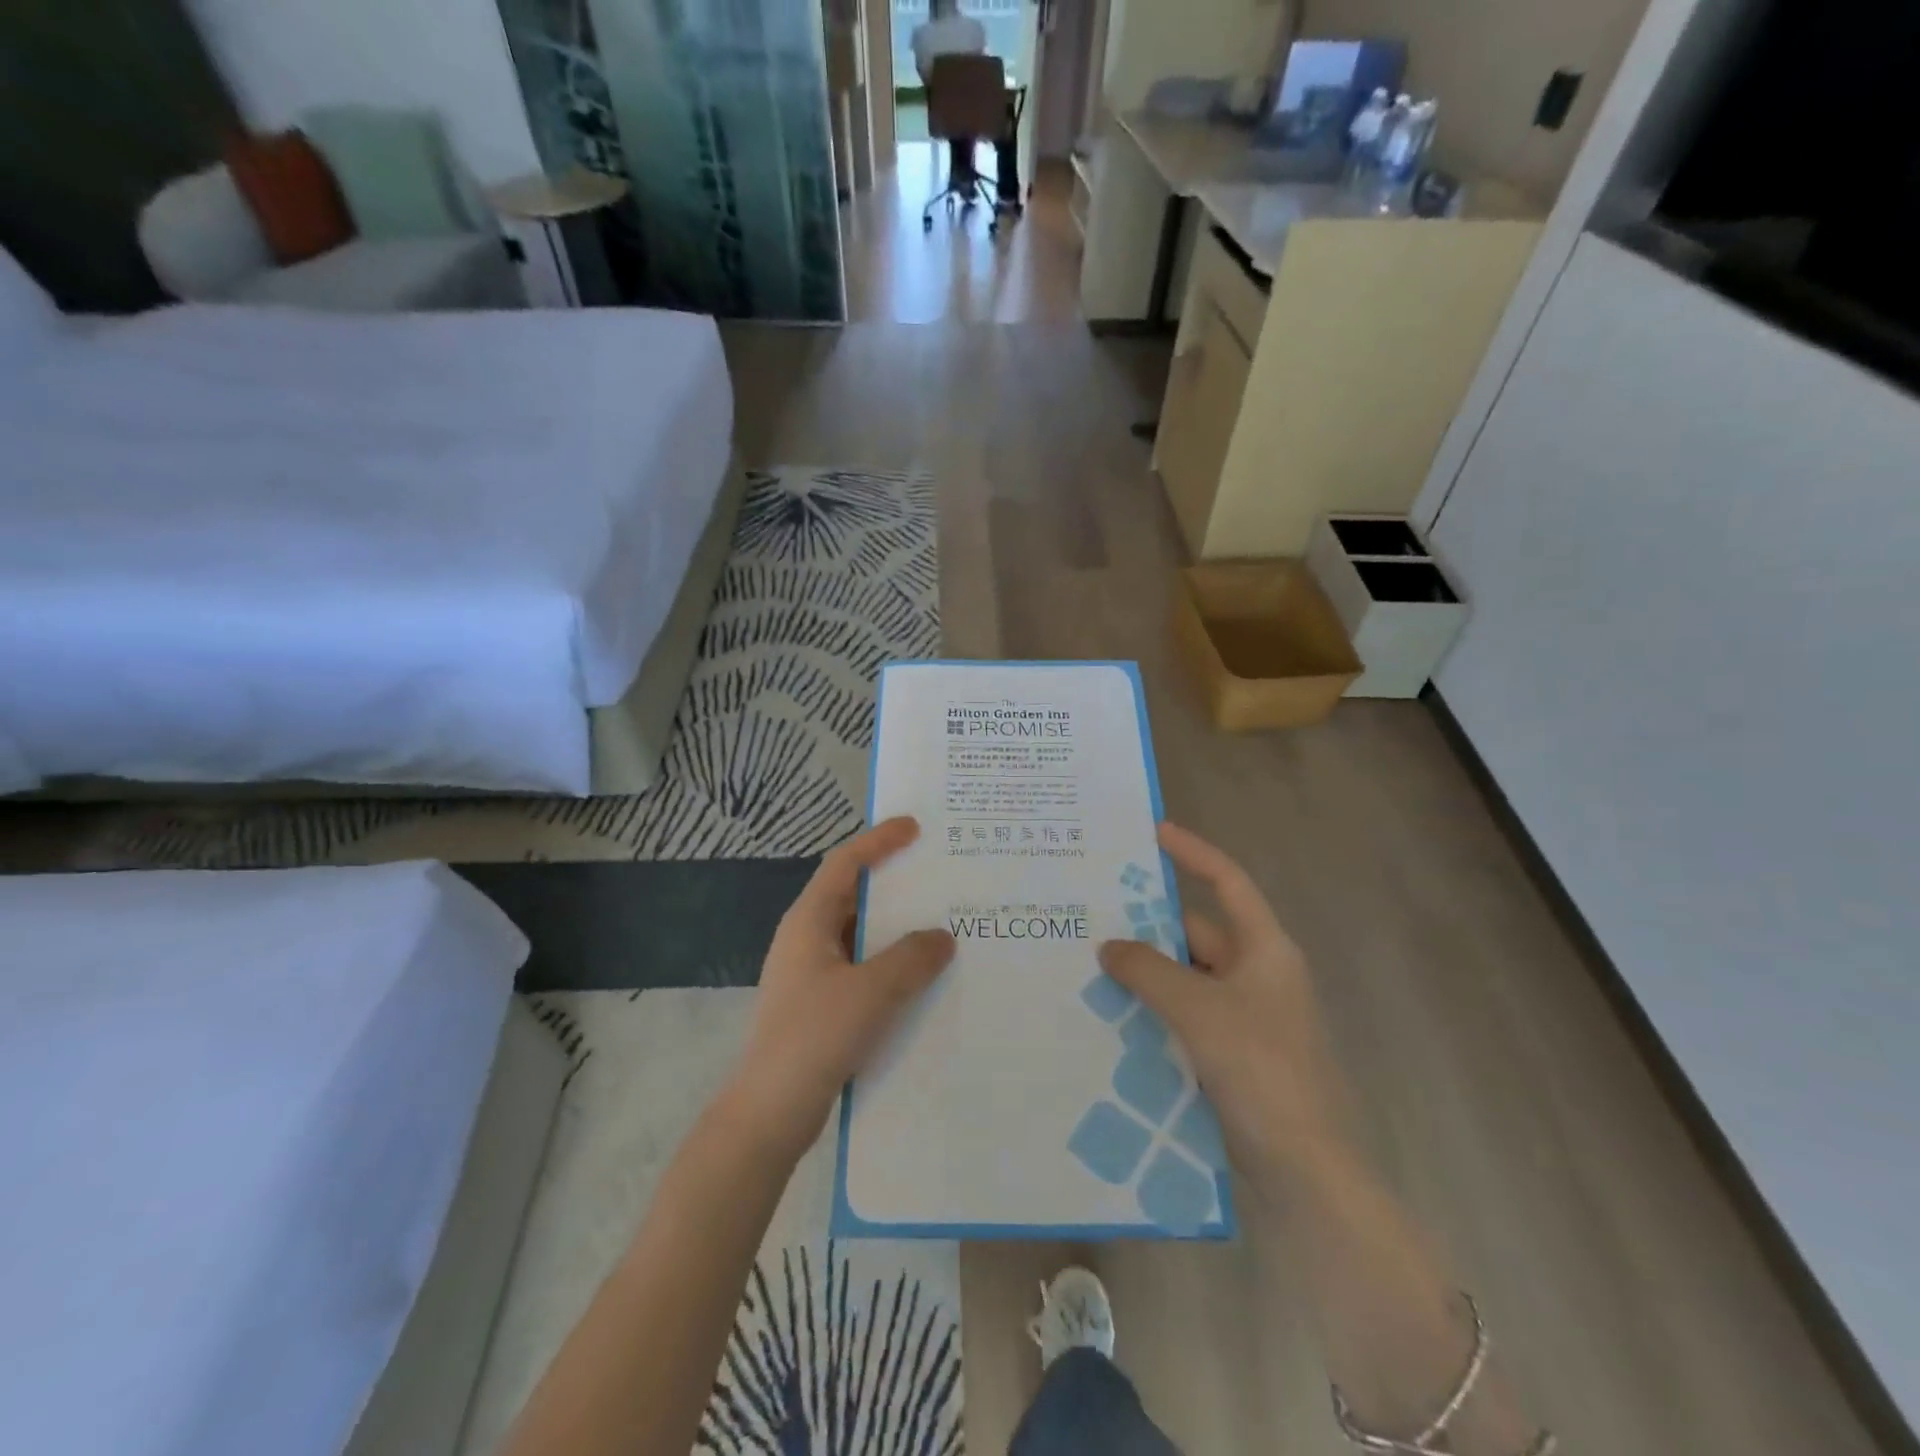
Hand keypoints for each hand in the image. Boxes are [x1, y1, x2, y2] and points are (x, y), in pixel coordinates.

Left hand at [727, 817, 955, 1154]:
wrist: (770, 1112)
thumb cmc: (815, 1036)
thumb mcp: (871, 992)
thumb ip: (912, 958)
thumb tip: (943, 936)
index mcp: (809, 921)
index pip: (845, 863)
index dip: (878, 840)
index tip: (914, 827)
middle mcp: (807, 938)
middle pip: (852, 894)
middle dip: (893, 882)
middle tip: (937, 873)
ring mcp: (811, 973)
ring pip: (860, 935)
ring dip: (896, 927)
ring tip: (941, 922)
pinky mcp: (820, 1005)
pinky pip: (862, 968)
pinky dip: (891, 962)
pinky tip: (922, 978)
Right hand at [1098, 822, 1344, 1179]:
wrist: (1307, 1171)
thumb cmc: (1260, 1069)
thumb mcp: (1198, 1010)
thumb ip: (1149, 970)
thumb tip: (1109, 946)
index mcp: (1265, 950)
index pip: (1228, 882)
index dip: (1193, 852)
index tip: (1153, 832)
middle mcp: (1257, 976)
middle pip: (1198, 933)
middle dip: (1149, 924)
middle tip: (1093, 912)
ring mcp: (1246, 1018)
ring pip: (1186, 979)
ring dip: (1146, 973)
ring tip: (1088, 962)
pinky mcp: (1233, 1056)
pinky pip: (1185, 1017)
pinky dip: (1153, 1011)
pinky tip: (1110, 1015)